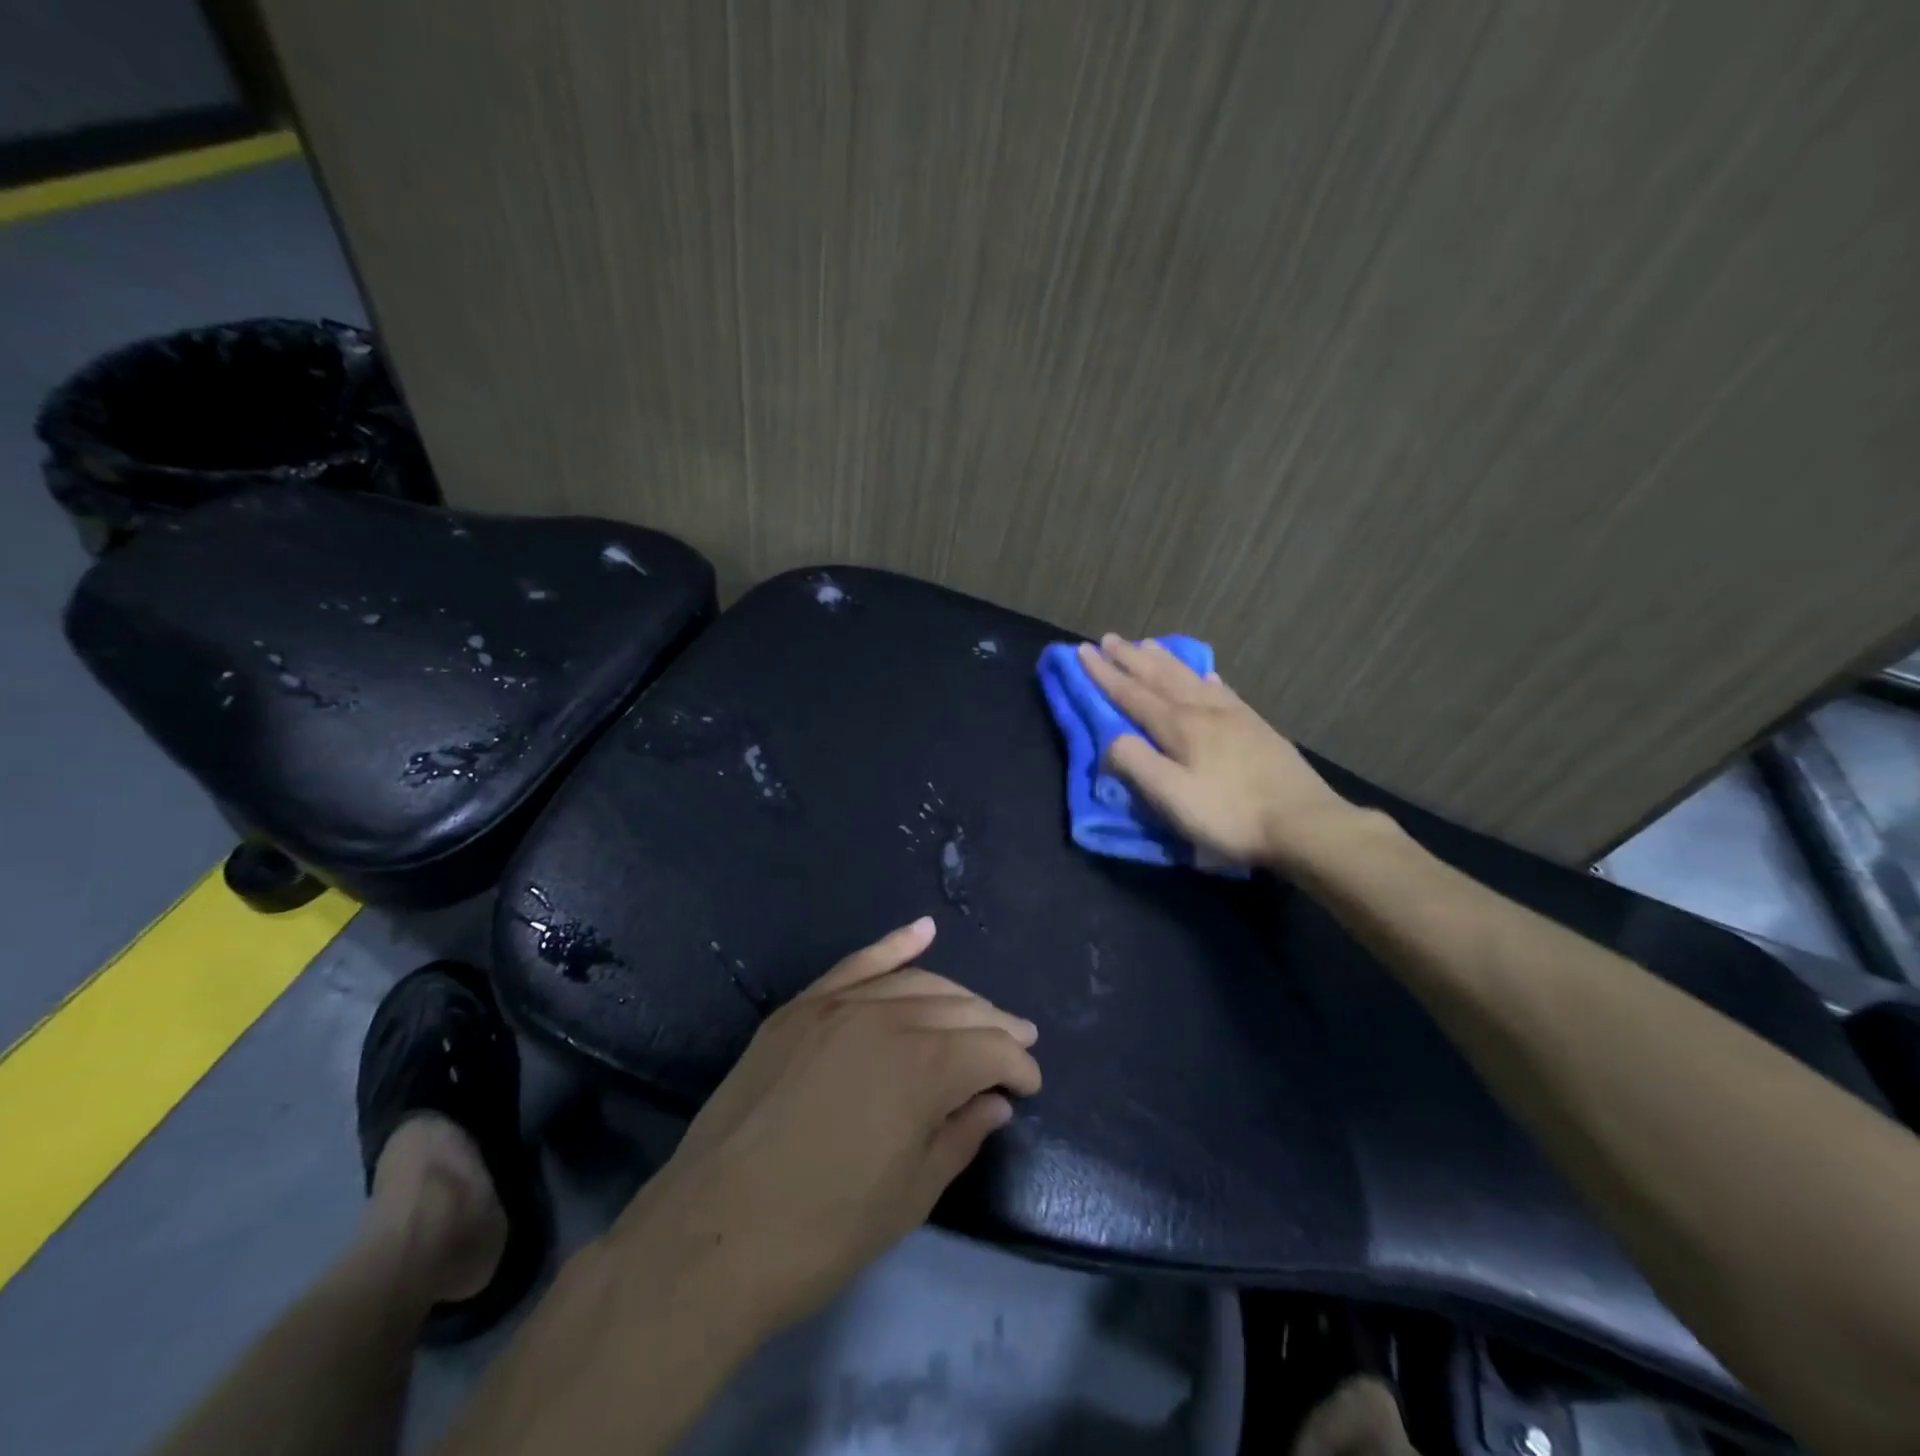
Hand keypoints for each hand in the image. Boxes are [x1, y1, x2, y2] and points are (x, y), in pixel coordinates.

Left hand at [612, 917, 1040, 1337]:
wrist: (710, 1236)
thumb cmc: (822, 1231)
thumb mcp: (909, 1197)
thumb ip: (960, 1136)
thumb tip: (995, 1102)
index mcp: (922, 1067)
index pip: (990, 1050)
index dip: (1018, 1067)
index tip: (1029, 1087)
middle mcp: (885, 1019)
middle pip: (958, 1009)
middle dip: (996, 1027)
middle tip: (1019, 1044)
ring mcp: (836, 1006)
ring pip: (914, 984)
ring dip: (956, 996)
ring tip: (982, 1012)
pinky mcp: (799, 1009)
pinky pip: (856, 964)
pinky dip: (893, 945)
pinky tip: (924, 930)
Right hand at [1077, 634, 1363, 869]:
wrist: (1303, 823)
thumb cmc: (1229, 815)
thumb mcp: (1171, 797)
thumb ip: (1136, 764)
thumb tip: (1112, 740)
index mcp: (1179, 727)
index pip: (1132, 694)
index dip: (1104, 674)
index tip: (1082, 651)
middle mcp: (1204, 711)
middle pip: (1160, 677)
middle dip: (1131, 659)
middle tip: (1109, 639)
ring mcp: (1234, 716)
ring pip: (1190, 678)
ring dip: (1165, 661)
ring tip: (1148, 645)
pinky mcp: (1257, 728)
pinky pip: (1223, 691)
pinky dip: (1205, 678)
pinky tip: (1206, 675)